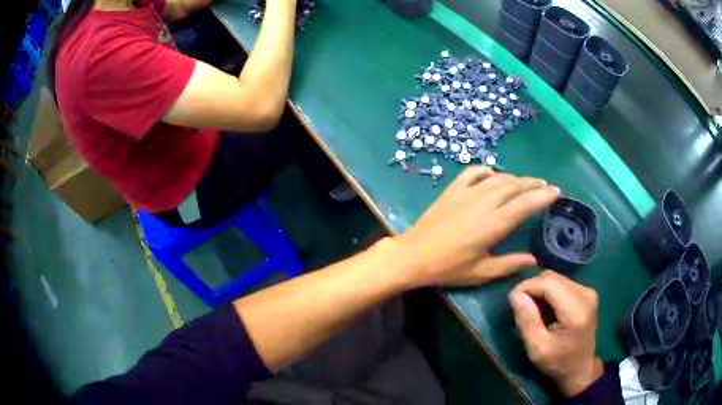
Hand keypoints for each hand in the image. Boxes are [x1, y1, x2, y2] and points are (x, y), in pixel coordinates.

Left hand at [394, 167, 559, 287]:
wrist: (413, 255)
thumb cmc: (448, 267)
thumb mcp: (481, 272)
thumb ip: (509, 265)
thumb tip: (533, 260)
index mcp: (494, 224)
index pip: (525, 204)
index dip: (542, 196)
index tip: (556, 192)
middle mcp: (484, 202)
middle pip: (514, 186)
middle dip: (533, 184)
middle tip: (544, 186)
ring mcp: (467, 193)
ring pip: (497, 178)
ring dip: (514, 178)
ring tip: (525, 182)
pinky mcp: (452, 189)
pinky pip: (472, 172)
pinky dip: (486, 170)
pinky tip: (492, 174)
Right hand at [509, 271, 602, 396]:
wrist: (580, 368)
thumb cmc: (558, 362)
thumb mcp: (537, 348)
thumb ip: (527, 321)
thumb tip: (515, 295)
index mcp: (576, 310)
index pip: (549, 283)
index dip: (527, 286)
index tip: (511, 300)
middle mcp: (585, 294)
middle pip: (552, 278)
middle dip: (532, 288)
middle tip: (520, 307)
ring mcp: (588, 292)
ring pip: (556, 278)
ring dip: (540, 290)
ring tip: (533, 310)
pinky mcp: (586, 293)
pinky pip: (562, 284)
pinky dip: (549, 292)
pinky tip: (545, 309)